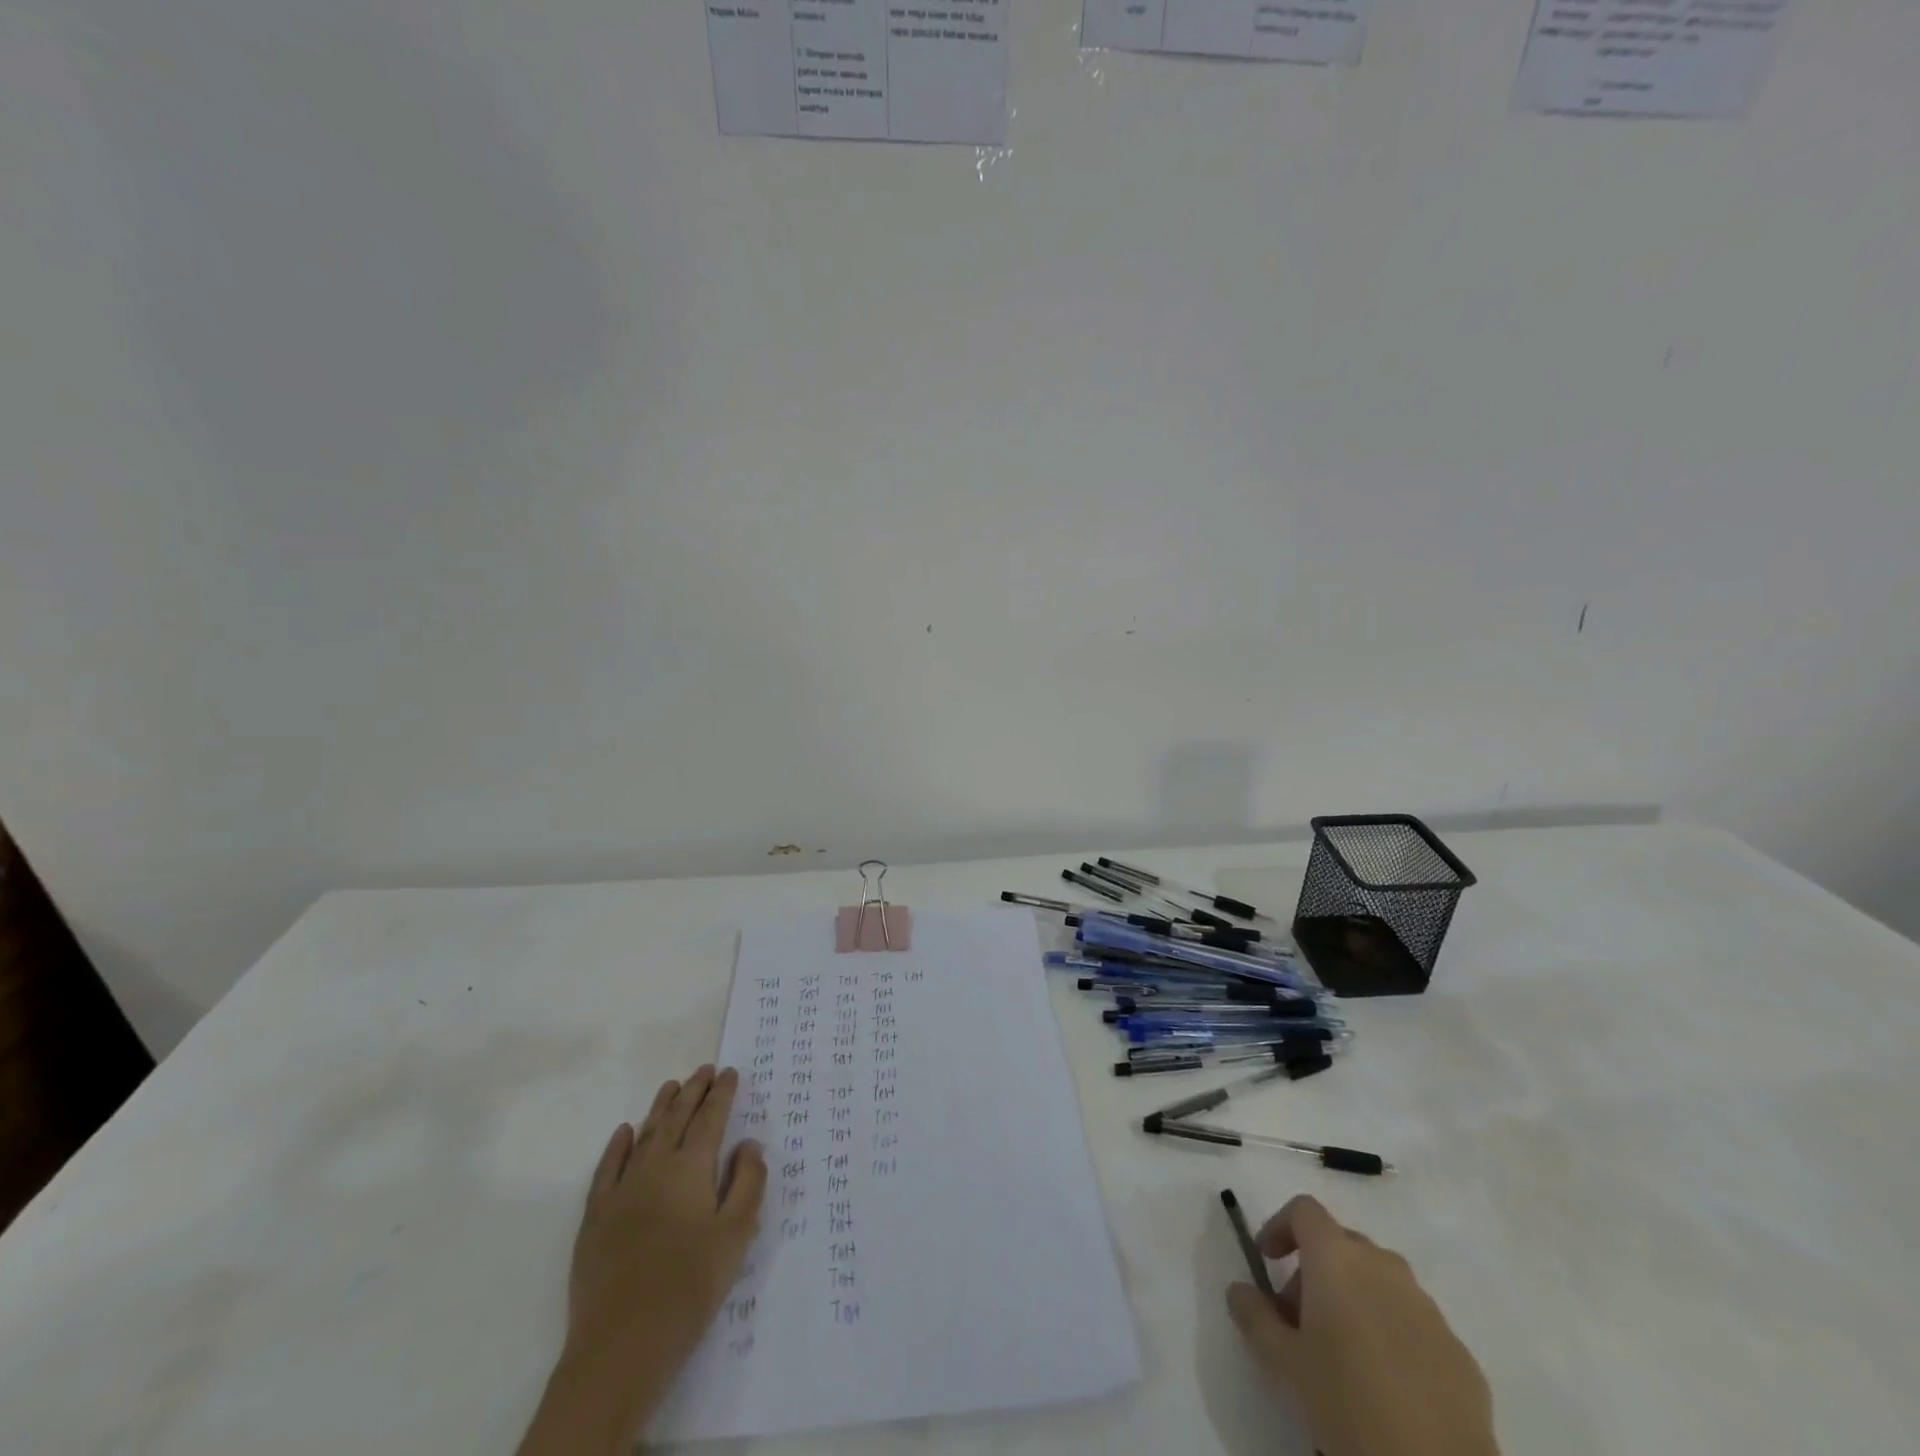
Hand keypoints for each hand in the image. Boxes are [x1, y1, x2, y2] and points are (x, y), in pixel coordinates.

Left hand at [518, 1066, 766, 1455]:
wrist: (621, 1345)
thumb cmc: (689, 1287)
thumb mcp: (736, 1235)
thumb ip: (747, 1183)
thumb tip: (749, 1144)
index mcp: (691, 1169)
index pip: (710, 1119)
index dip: (722, 1093)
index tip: (730, 1071)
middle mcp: (655, 1167)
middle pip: (676, 1118)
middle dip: (693, 1091)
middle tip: (705, 1069)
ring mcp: (621, 1190)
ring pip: (644, 1135)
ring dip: (660, 1108)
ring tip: (673, 1086)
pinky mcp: (595, 1218)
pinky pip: (607, 1168)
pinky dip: (618, 1145)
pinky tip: (625, 1131)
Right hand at [1226, 1196, 1496, 1455]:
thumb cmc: (1347, 1402)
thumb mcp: (1284, 1361)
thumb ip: (1254, 1315)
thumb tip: (1238, 1290)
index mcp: (1338, 1258)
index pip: (1304, 1210)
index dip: (1280, 1226)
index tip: (1267, 1260)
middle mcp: (1383, 1266)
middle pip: (1341, 1244)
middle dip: (1315, 1269)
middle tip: (1298, 1317)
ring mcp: (1427, 1306)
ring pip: (1379, 1280)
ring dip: (1353, 1297)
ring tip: (1341, 1351)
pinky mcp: (1459, 1349)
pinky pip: (1412, 1320)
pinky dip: (1390, 1330)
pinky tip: (1385, 1381)